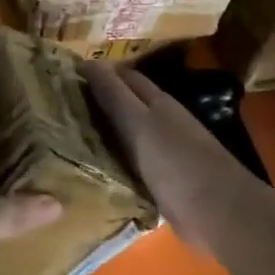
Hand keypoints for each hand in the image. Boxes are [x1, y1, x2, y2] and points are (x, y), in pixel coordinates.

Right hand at [81, 62, 274, 253]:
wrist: (218, 213)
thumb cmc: (176, 162)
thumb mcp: (139, 123)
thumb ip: (114, 96)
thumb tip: (88, 62)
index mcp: (158, 102)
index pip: (124, 77)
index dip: (97, 74)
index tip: (62, 76)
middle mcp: (162, 122)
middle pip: (125, 106)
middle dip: (96, 103)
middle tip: (55, 107)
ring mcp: (165, 153)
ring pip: (126, 136)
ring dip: (102, 134)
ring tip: (64, 137)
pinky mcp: (163, 182)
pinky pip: (130, 165)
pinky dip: (112, 162)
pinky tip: (89, 170)